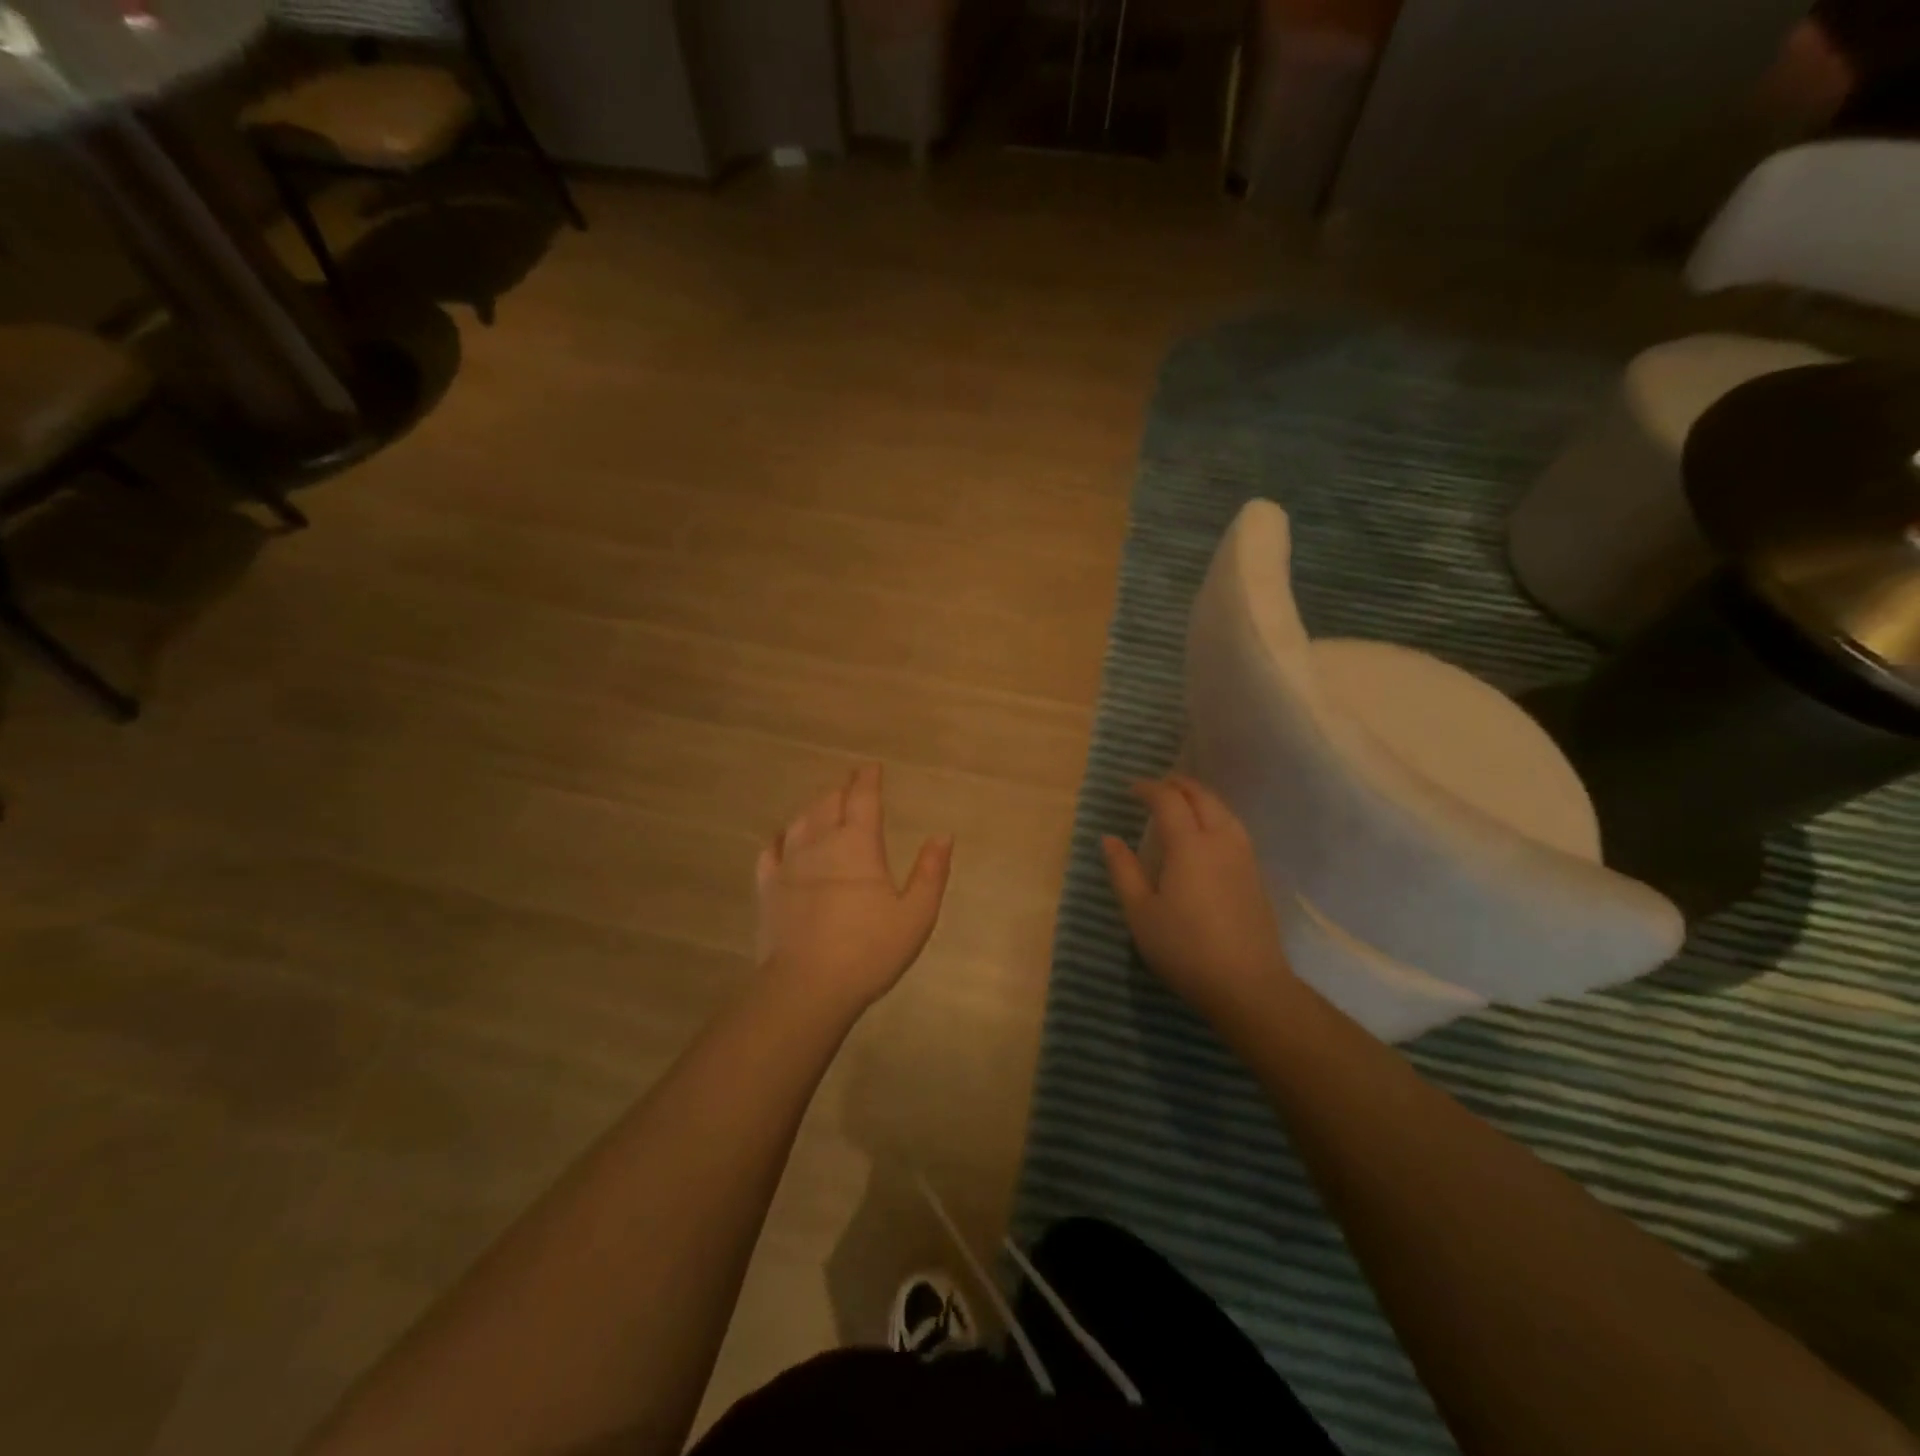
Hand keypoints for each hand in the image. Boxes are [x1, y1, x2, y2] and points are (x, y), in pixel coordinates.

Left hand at [756, 764, 953, 1013]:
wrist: (807, 986)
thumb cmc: (869, 950)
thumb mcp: (916, 914)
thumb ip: (931, 872)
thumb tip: (943, 836)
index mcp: (858, 845)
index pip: (863, 799)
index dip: (868, 780)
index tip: (871, 767)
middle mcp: (820, 843)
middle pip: (829, 803)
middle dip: (842, 790)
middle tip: (851, 785)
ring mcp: (789, 863)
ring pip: (800, 821)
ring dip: (814, 808)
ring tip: (823, 805)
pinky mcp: (767, 887)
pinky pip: (771, 850)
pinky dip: (781, 838)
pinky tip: (783, 839)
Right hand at [1102, 775, 1296, 1024]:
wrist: (1247, 985)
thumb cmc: (1184, 948)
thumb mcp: (1141, 913)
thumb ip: (1123, 870)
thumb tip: (1109, 838)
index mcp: (1189, 845)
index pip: (1168, 800)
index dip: (1149, 788)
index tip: (1130, 789)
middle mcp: (1220, 840)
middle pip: (1202, 797)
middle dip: (1178, 785)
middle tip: (1157, 786)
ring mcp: (1243, 856)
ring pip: (1223, 810)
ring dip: (1200, 797)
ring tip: (1182, 801)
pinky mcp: (1255, 874)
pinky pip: (1234, 827)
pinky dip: (1216, 815)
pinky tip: (1207, 831)